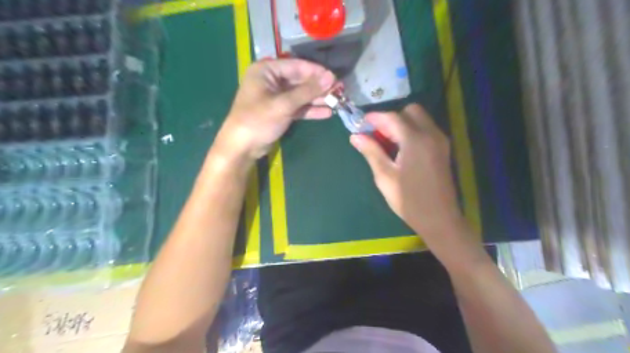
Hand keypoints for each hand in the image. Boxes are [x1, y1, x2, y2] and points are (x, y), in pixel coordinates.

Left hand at [215, 57, 333, 161]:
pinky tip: (327, 113)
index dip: (317, 72)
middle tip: (340, 90)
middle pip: (300, 80)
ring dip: (317, 99)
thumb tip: (331, 77)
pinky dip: (310, 110)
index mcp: (266, 71)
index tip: (335, 77)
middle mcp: (272, 81)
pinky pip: (298, 107)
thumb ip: (307, 91)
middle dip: (319, 87)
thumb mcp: (283, 104)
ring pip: (301, 95)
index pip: (296, 66)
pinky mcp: (280, 111)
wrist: (242, 147)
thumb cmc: (258, 120)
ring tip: (337, 102)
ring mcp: (276, 97)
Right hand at [353, 103, 464, 237]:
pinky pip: (426, 129)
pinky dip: (412, 130)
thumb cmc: (408, 200)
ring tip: (387, 142)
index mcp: (415, 140)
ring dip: (402, 123)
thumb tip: (355, 136)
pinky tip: (401, 148)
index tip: (361, 123)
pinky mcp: (443, 148)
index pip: (392, 117)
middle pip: (410, 111)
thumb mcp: (385, 176)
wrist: (439, 218)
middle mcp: (431, 134)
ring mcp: (440, 140)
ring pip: (420, 118)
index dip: (375, 117)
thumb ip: (371, 152)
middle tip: (377, 134)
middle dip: (391, 118)